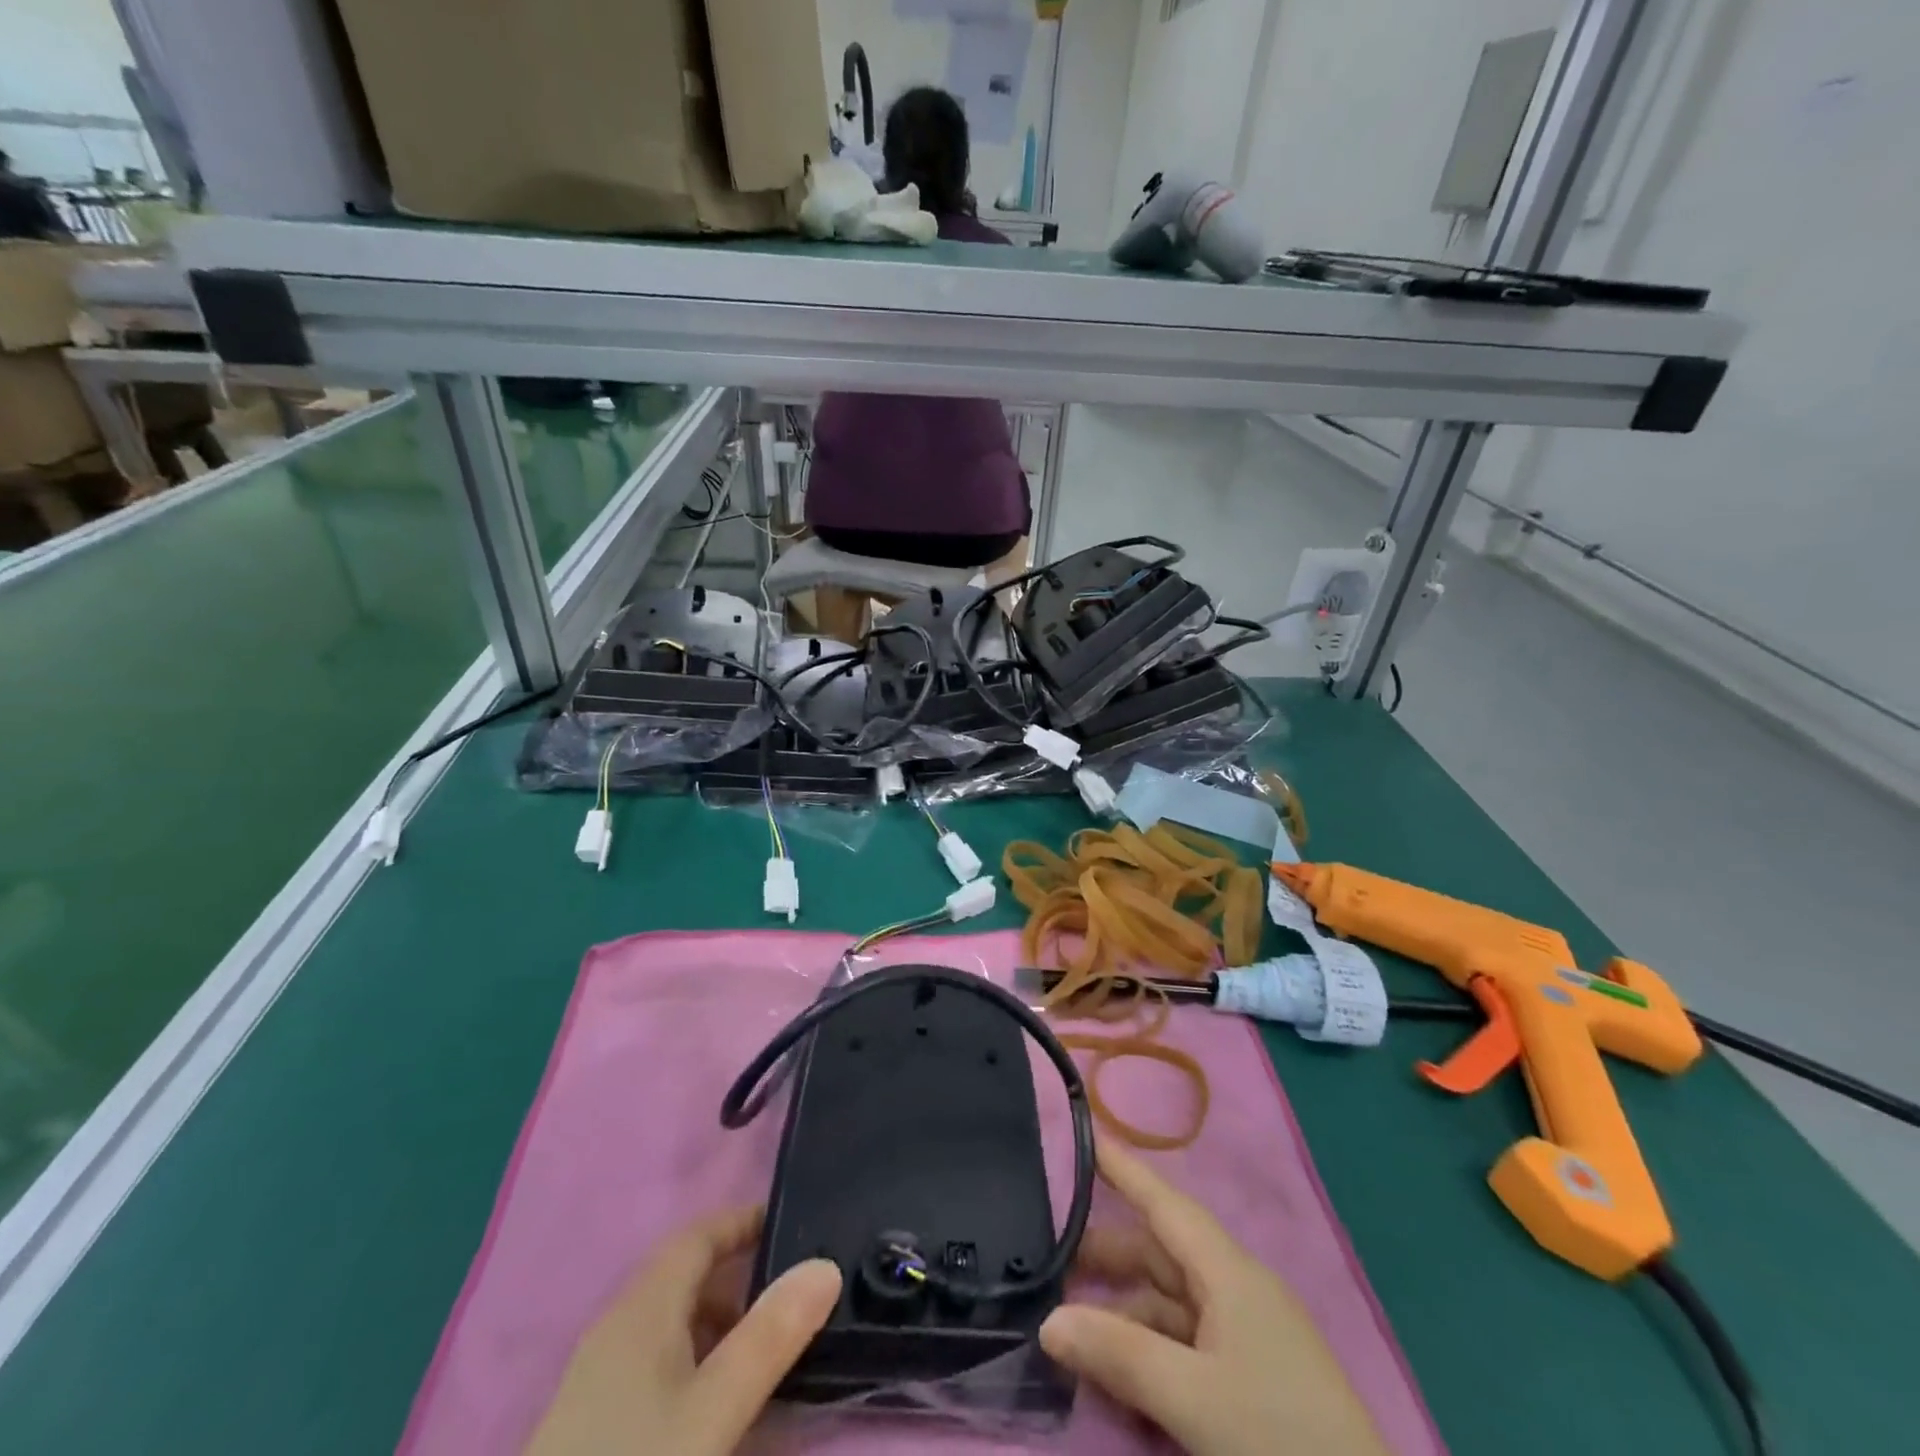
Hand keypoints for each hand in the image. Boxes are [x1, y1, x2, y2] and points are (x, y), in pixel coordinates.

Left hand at [525, 1206, 841, 1455]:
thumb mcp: (712, 1412)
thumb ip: (770, 1337)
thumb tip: (825, 1265)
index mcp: (641, 1309)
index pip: (698, 1235)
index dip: (744, 1222)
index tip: (795, 1226)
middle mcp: (616, 1331)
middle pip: (685, 1278)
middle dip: (741, 1278)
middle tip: (795, 1297)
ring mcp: (598, 1384)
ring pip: (672, 1326)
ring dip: (721, 1327)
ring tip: (767, 1357)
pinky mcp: (592, 1431)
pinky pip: (657, 1368)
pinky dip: (697, 1367)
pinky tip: (719, 1412)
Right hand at [1041, 1139, 1388, 1455]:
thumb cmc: (1281, 1441)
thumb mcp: (1194, 1400)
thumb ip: (1120, 1355)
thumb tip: (1048, 1322)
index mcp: (1229, 1273)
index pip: (1165, 1202)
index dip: (1124, 1169)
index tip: (1085, 1137)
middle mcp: (1236, 1291)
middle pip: (1160, 1254)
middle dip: (1106, 1255)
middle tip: (1047, 1257)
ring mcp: (1246, 1338)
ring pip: (1168, 1305)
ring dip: (1122, 1314)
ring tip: (1068, 1330)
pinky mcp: (1251, 1381)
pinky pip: (1184, 1347)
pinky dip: (1147, 1353)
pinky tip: (1114, 1379)